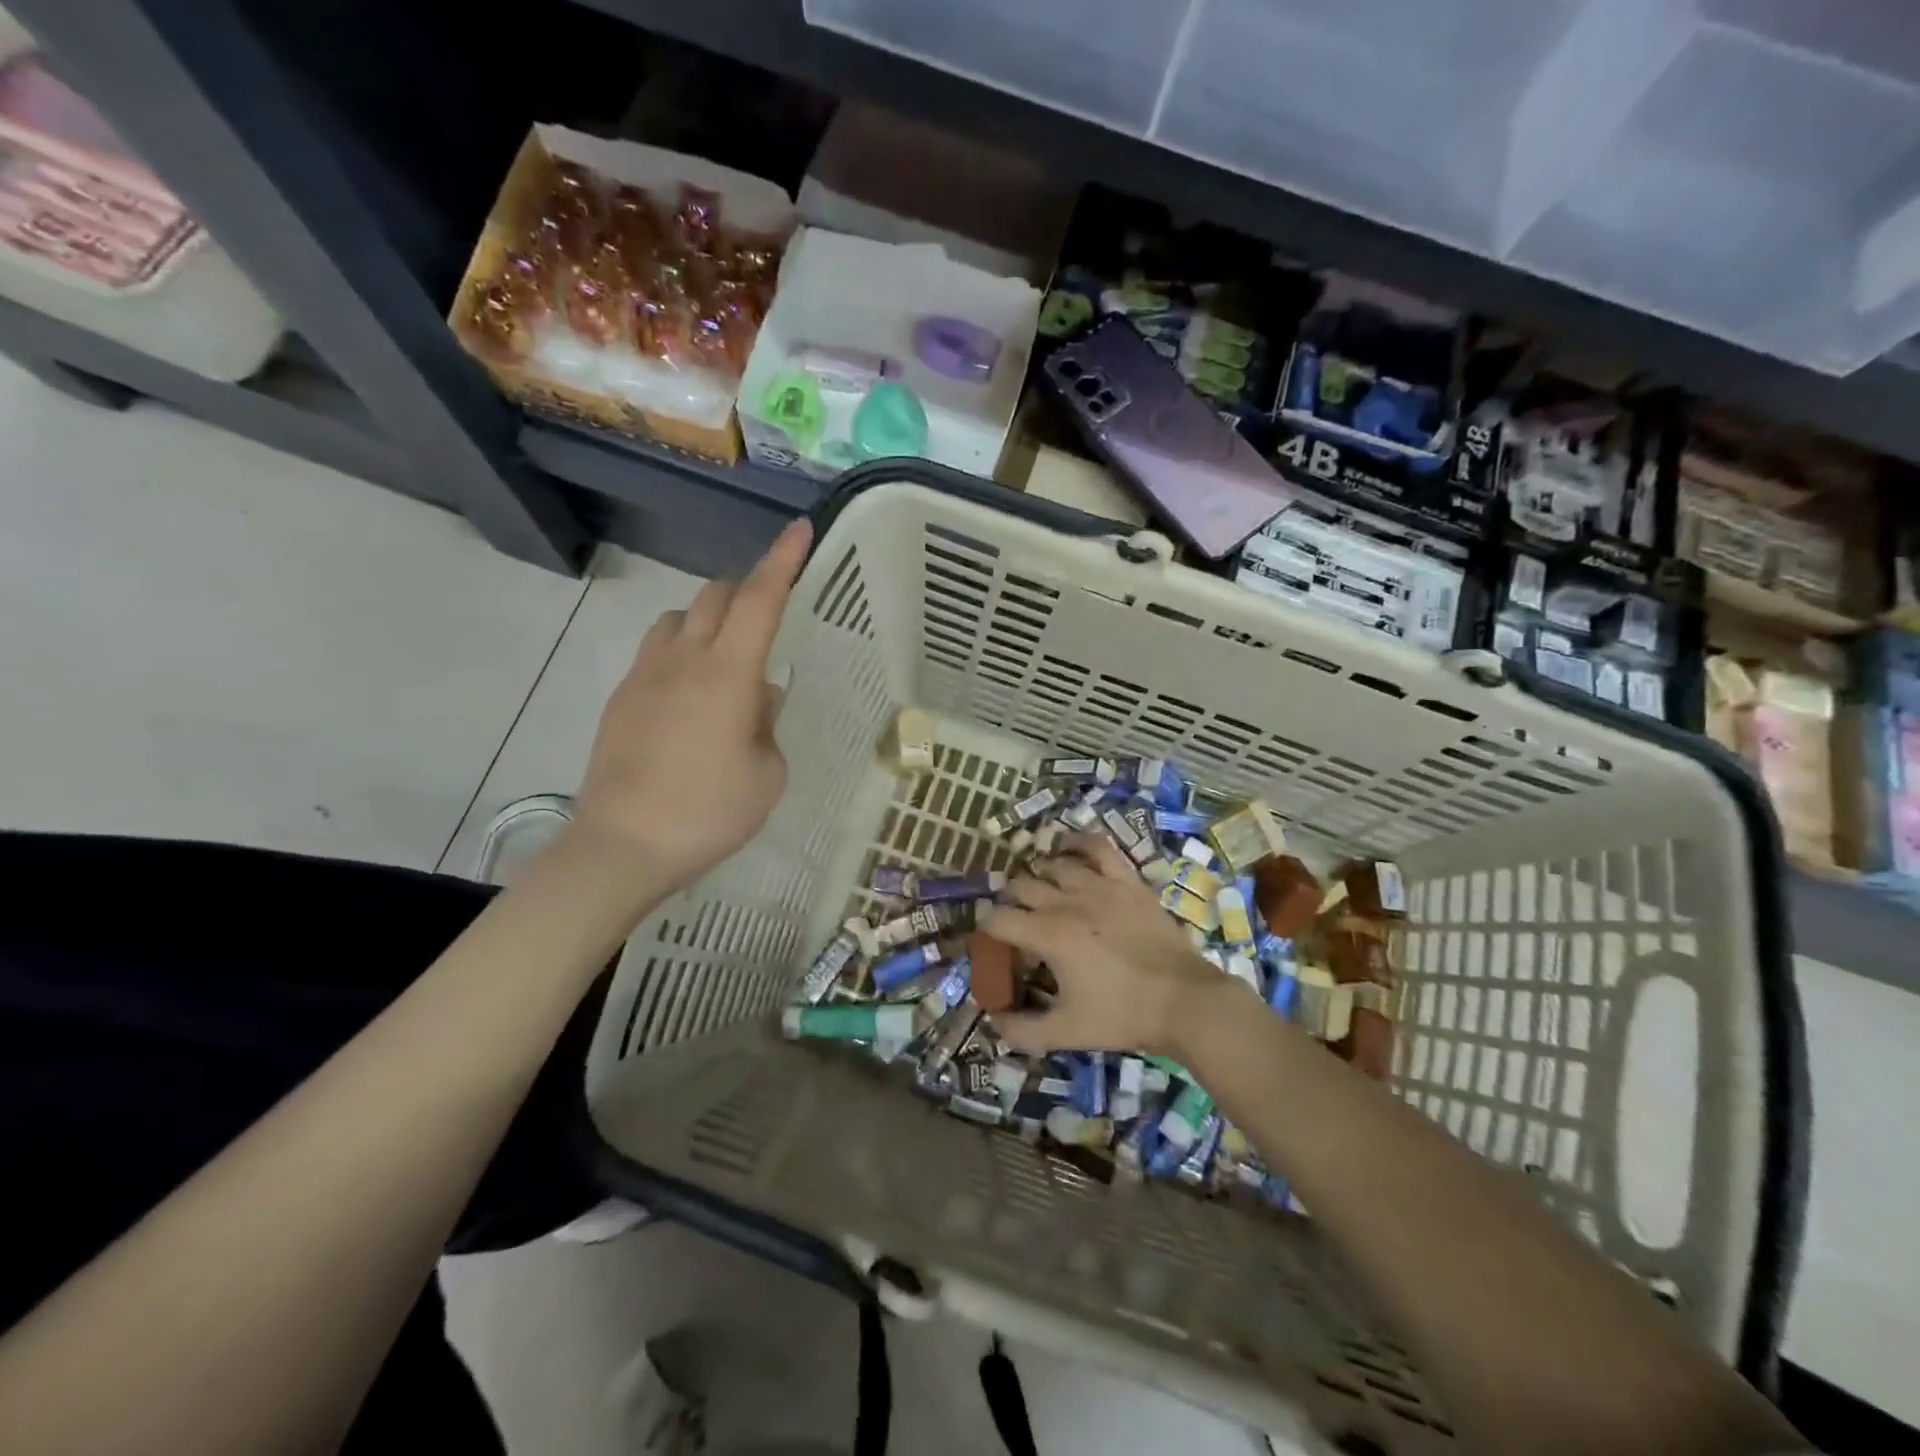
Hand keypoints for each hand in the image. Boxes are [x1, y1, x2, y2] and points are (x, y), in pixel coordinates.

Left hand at [570, 519, 810, 894]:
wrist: (622, 846)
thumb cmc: (710, 812)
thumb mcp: (767, 772)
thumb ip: (767, 724)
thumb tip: (758, 696)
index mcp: (728, 673)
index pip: (760, 599)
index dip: (782, 560)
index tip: (800, 531)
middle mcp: (683, 658)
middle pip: (716, 595)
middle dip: (748, 589)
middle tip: (771, 615)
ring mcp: (645, 674)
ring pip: (679, 616)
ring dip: (709, 618)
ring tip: (727, 656)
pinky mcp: (621, 696)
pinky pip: (657, 649)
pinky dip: (682, 648)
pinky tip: (691, 693)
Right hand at [983, 834, 1233, 1057]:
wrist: (1184, 1001)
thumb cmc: (1123, 1016)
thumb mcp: (1066, 1032)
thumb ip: (1022, 1031)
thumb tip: (993, 1022)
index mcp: (1048, 935)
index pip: (997, 919)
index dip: (983, 930)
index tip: (987, 943)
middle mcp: (1067, 901)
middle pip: (1021, 886)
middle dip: (1010, 903)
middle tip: (1016, 925)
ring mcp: (1100, 885)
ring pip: (1054, 865)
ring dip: (1040, 878)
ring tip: (1042, 895)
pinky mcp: (1127, 881)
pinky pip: (1098, 848)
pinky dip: (1078, 843)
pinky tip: (1068, 847)